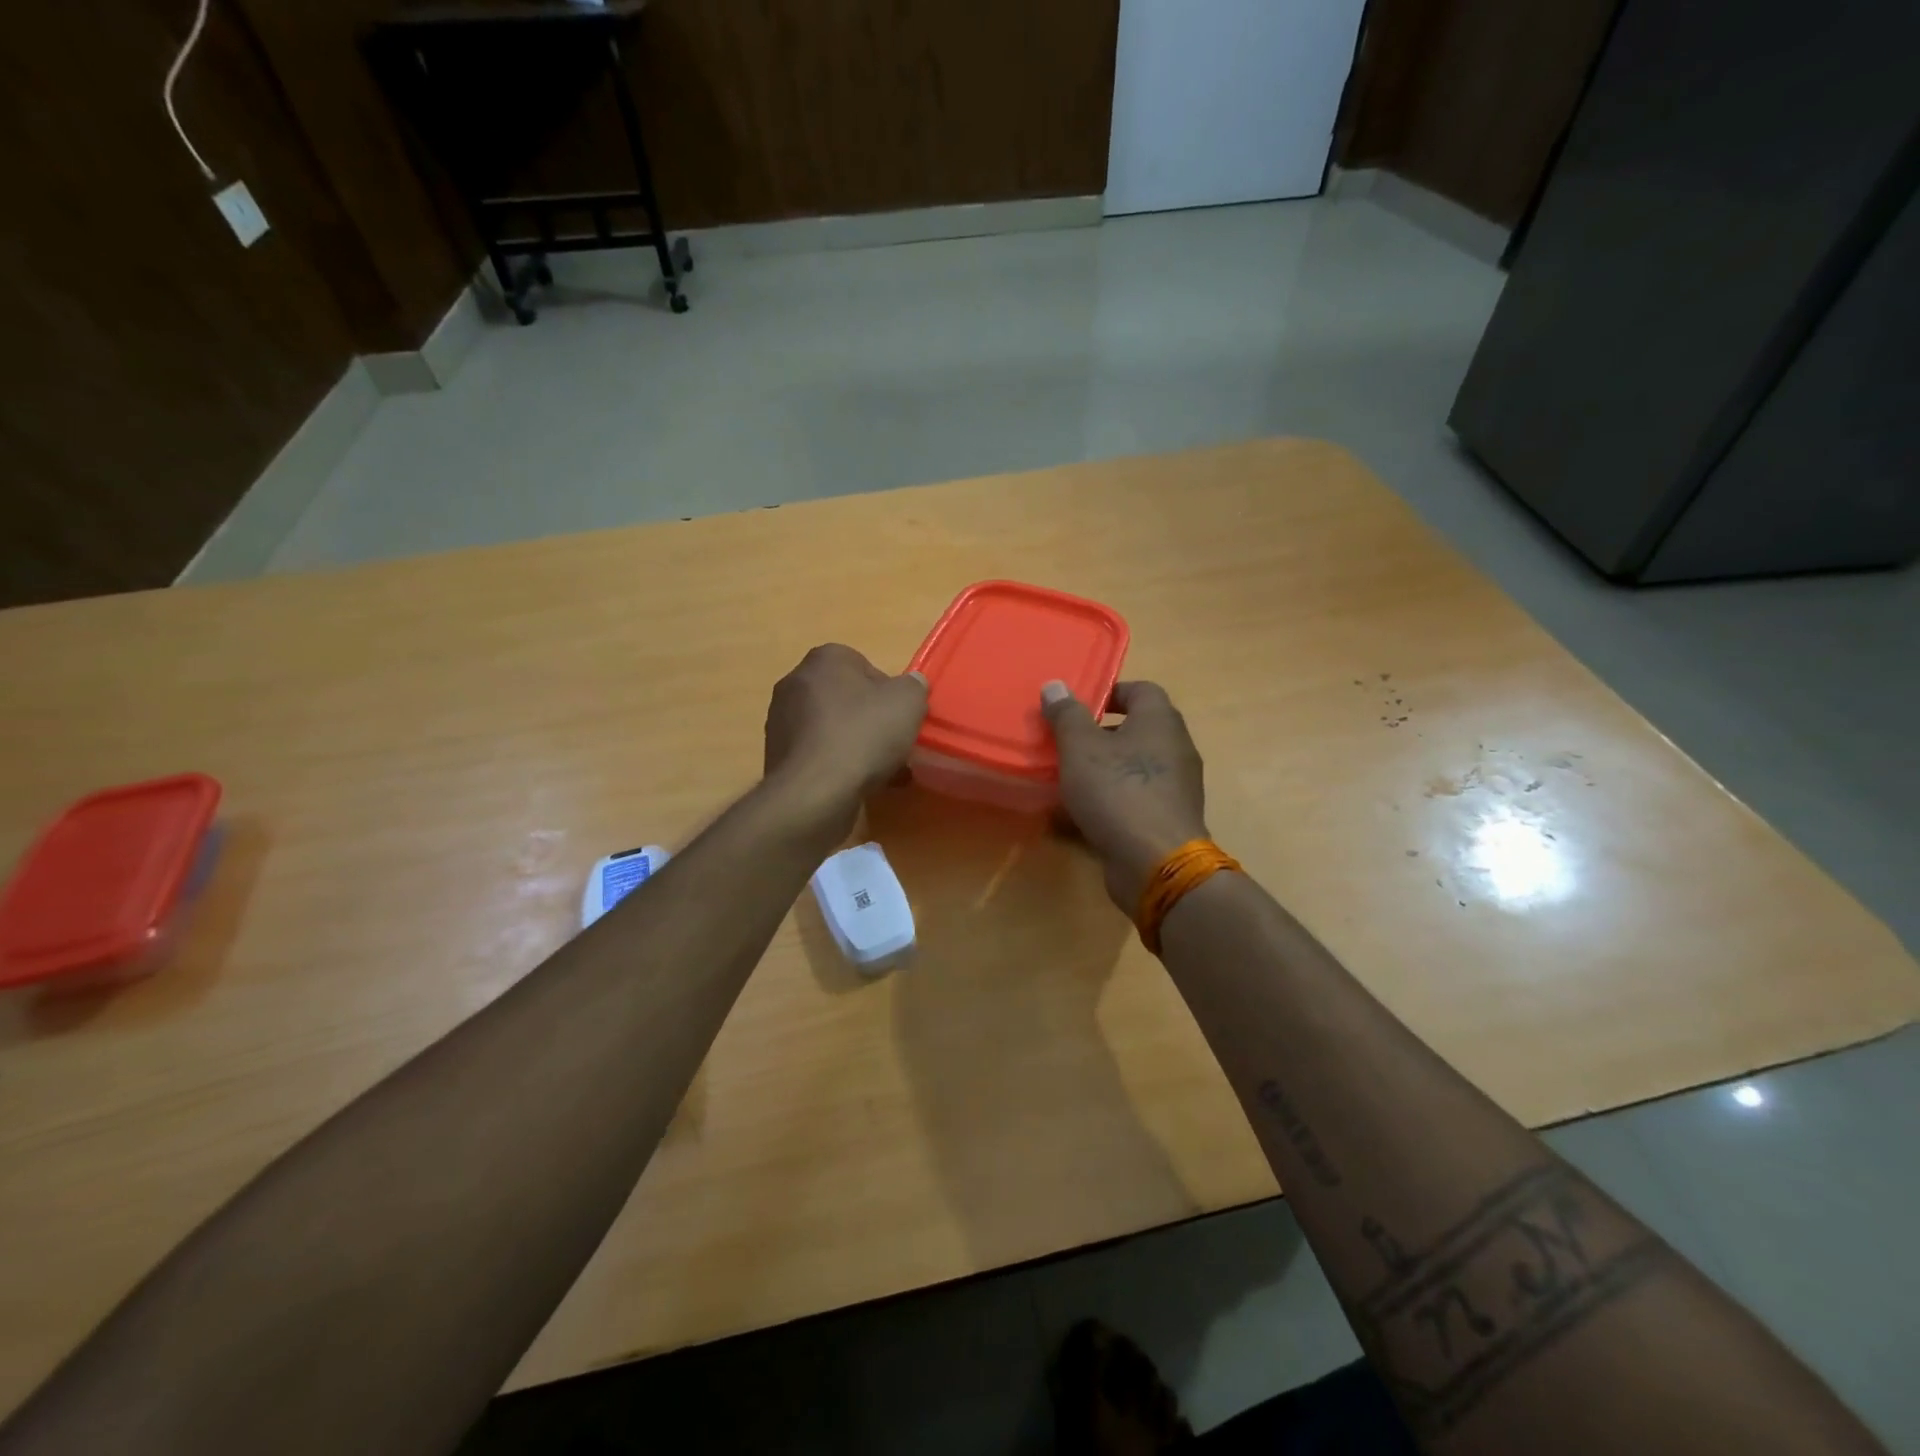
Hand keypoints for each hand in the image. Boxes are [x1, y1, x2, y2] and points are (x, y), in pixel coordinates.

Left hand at [763, 645, 928, 836]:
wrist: (814, 792)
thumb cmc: (863, 735)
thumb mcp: (908, 702)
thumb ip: (914, 686)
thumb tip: (912, 684)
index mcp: (824, 659)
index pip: (863, 665)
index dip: (887, 691)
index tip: (900, 716)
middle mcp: (795, 683)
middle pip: (845, 698)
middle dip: (869, 718)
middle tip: (892, 742)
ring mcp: (782, 721)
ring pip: (832, 728)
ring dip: (855, 744)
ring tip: (882, 771)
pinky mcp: (778, 756)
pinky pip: (818, 754)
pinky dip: (838, 765)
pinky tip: (859, 785)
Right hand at [1041, 680, 1208, 912]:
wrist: (1156, 862)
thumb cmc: (1118, 792)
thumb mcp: (1081, 748)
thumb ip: (1067, 715)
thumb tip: (1055, 685)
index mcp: (1160, 721)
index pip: (1141, 690)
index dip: (1109, 692)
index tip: (1078, 708)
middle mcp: (1176, 747)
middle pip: (1138, 728)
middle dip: (1101, 733)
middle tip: (1066, 743)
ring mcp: (1177, 785)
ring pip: (1135, 765)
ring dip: (1105, 768)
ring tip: (1070, 778)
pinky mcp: (1169, 817)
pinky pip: (1138, 796)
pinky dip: (1114, 798)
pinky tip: (1085, 812)